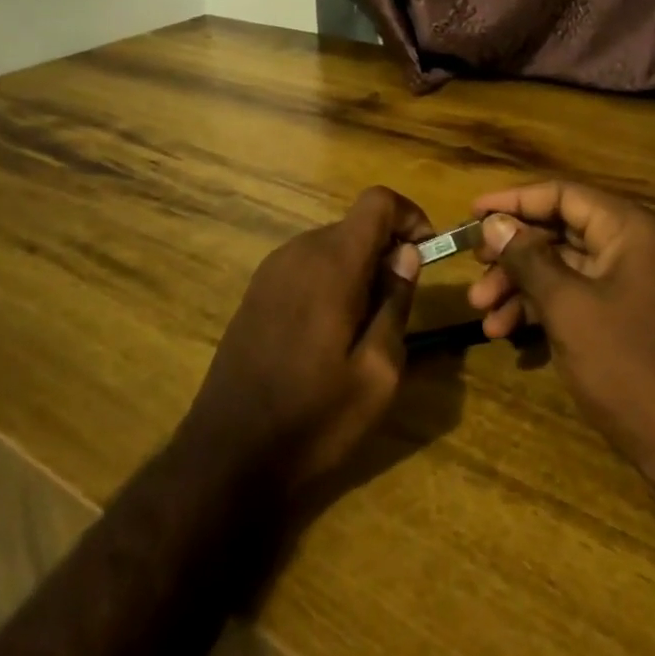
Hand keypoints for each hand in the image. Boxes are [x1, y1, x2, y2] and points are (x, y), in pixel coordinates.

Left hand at [182, 186, 432, 498]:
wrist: (228, 454)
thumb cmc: (313, 417)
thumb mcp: (377, 373)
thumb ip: (396, 303)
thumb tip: (407, 255)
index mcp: (332, 263)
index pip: (377, 201)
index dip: (409, 216)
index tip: (426, 255)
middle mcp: (299, 251)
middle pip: (356, 224)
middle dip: (387, 250)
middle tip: (400, 305)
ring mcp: (272, 269)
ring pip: (332, 245)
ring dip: (360, 268)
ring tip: (366, 326)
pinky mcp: (257, 290)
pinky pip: (307, 265)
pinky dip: (332, 279)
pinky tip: (329, 332)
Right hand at [467, 181, 654, 497]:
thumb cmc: (631, 365)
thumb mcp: (569, 307)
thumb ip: (528, 259)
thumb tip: (494, 222)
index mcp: (628, 229)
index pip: (561, 195)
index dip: (512, 202)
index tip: (470, 215)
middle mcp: (631, 246)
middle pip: (558, 231)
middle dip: (511, 254)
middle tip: (473, 272)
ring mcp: (630, 284)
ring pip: (562, 268)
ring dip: (519, 286)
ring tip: (481, 314)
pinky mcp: (625, 319)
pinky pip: (575, 298)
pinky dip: (541, 310)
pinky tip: (506, 333)